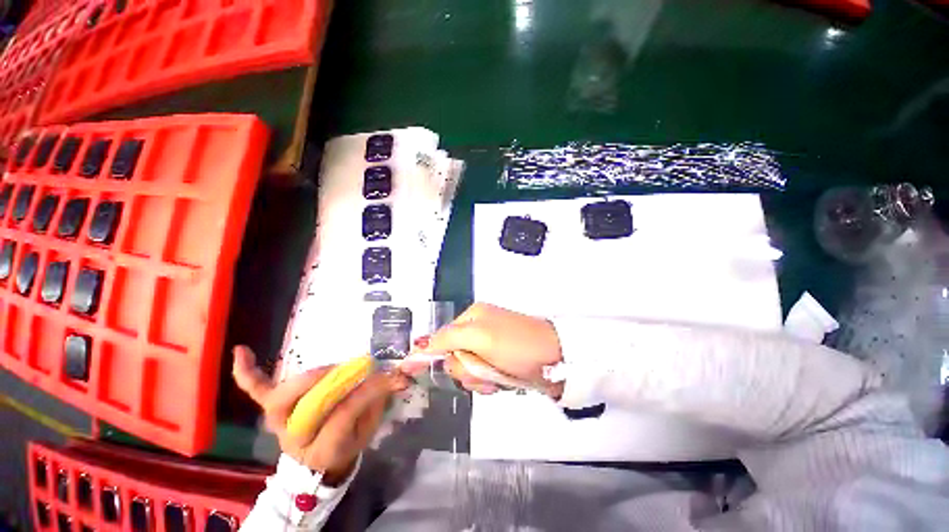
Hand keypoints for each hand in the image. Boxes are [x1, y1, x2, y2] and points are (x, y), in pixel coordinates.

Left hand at [232, 346, 408, 484]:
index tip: (387, 375)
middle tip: (353, 371)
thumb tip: (400, 376)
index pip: (343, 416)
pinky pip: (256, 390)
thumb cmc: (346, 445)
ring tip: (327, 370)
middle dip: (330, 385)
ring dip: (303, 380)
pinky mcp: (271, 410)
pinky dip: (247, 372)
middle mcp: (294, 436)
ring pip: (279, 398)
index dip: (365, 392)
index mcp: (324, 447)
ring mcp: (278, 421)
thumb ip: (379, 402)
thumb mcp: (368, 429)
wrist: (316, 463)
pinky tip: (242, 350)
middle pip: (304, 408)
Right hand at [406, 303, 563, 396]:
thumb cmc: (516, 343)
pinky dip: (489, 382)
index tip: (406, 369)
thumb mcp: (479, 336)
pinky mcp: (499, 362)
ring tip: (496, 376)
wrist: (556, 358)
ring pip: (467, 370)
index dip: (426, 352)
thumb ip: (448, 339)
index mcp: (472, 317)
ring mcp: (489, 347)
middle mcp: (478, 329)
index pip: (441, 337)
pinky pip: (482, 377)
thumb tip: (419, 344)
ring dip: (478, 377)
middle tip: (482, 369)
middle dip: (465, 369)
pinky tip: (502, 380)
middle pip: (454, 357)